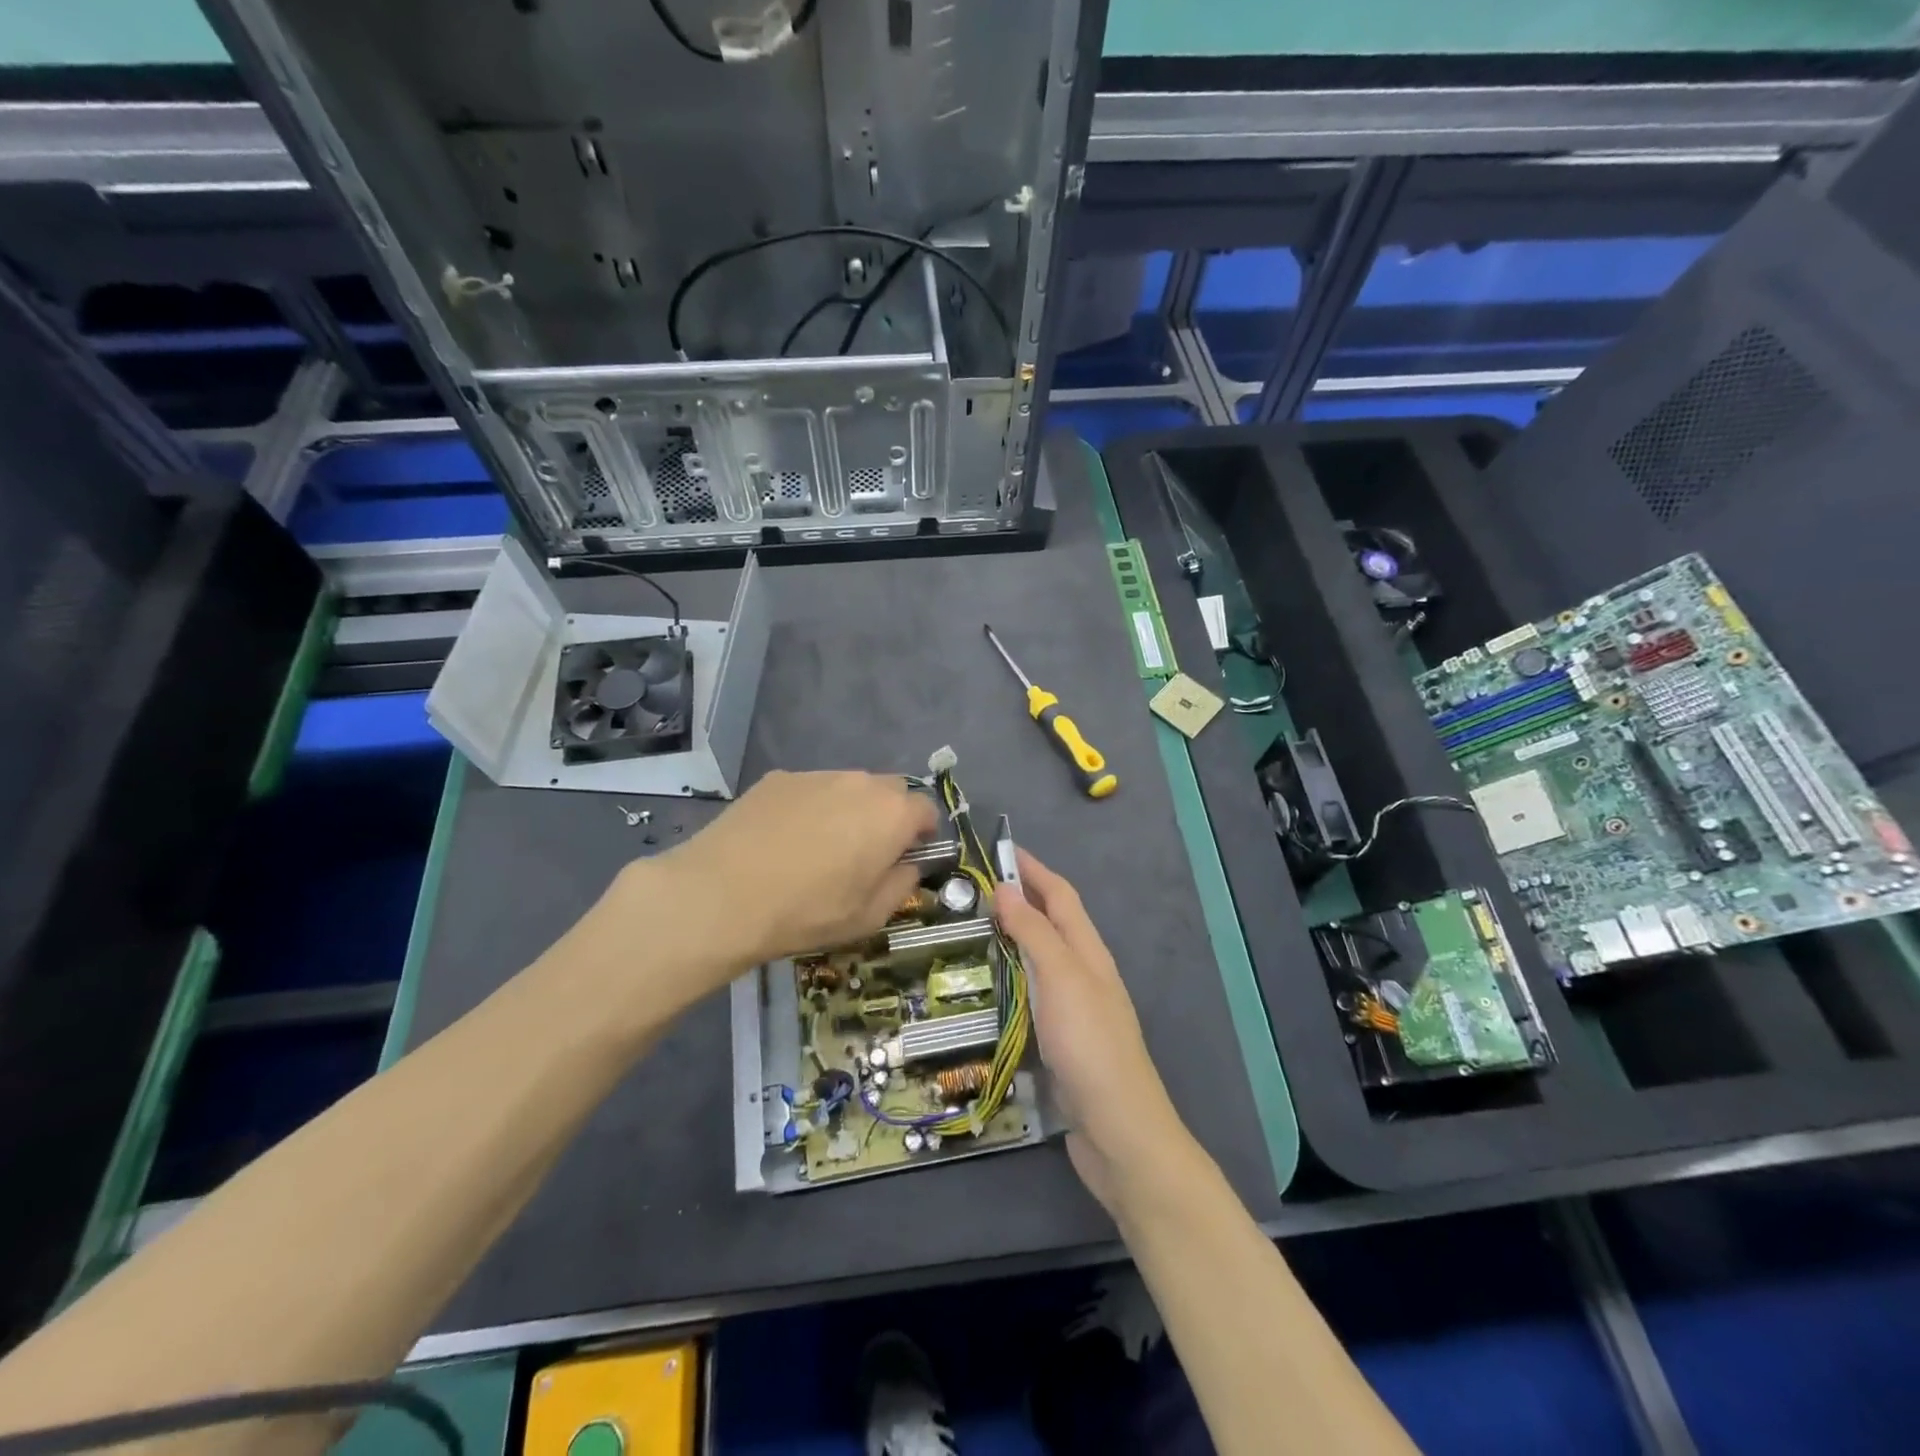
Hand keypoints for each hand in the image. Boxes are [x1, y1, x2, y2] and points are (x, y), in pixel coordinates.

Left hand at [644, 769, 936, 970]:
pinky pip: (810, 789)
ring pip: (848, 787)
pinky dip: (810, 808)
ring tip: (820, 847)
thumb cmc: (807, 912)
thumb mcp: (868, 917)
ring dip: (849, 810)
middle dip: (888, 816)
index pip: (926, 809)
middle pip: (889, 791)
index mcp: (892, 815)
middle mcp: (860, 783)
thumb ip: (901, 885)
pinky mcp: (778, 778)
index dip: (922, 833)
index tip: (907, 857)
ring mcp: (816, 776)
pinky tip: (784, 839)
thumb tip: (908, 865)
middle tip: (866, 852)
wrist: (722, 895)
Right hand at [992, 849, 1189, 1212]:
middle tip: (971, 891)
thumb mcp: (1061, 978)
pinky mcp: (1060, 1042)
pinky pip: (1031, 996)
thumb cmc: (1090, 1045)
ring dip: (1010, 939)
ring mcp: (1073, 1009)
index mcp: (1088, 952)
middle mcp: (1083, 974)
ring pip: (1039, 960)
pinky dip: (1009, 980)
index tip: (1000, 848)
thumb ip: (1034, 932)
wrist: (1119, 1131)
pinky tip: (986, 990)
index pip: (1059, 896)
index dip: (1033, 869)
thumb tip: (1005, 887)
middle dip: (1018, 900)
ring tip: (969, 932)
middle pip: (1050, 924)